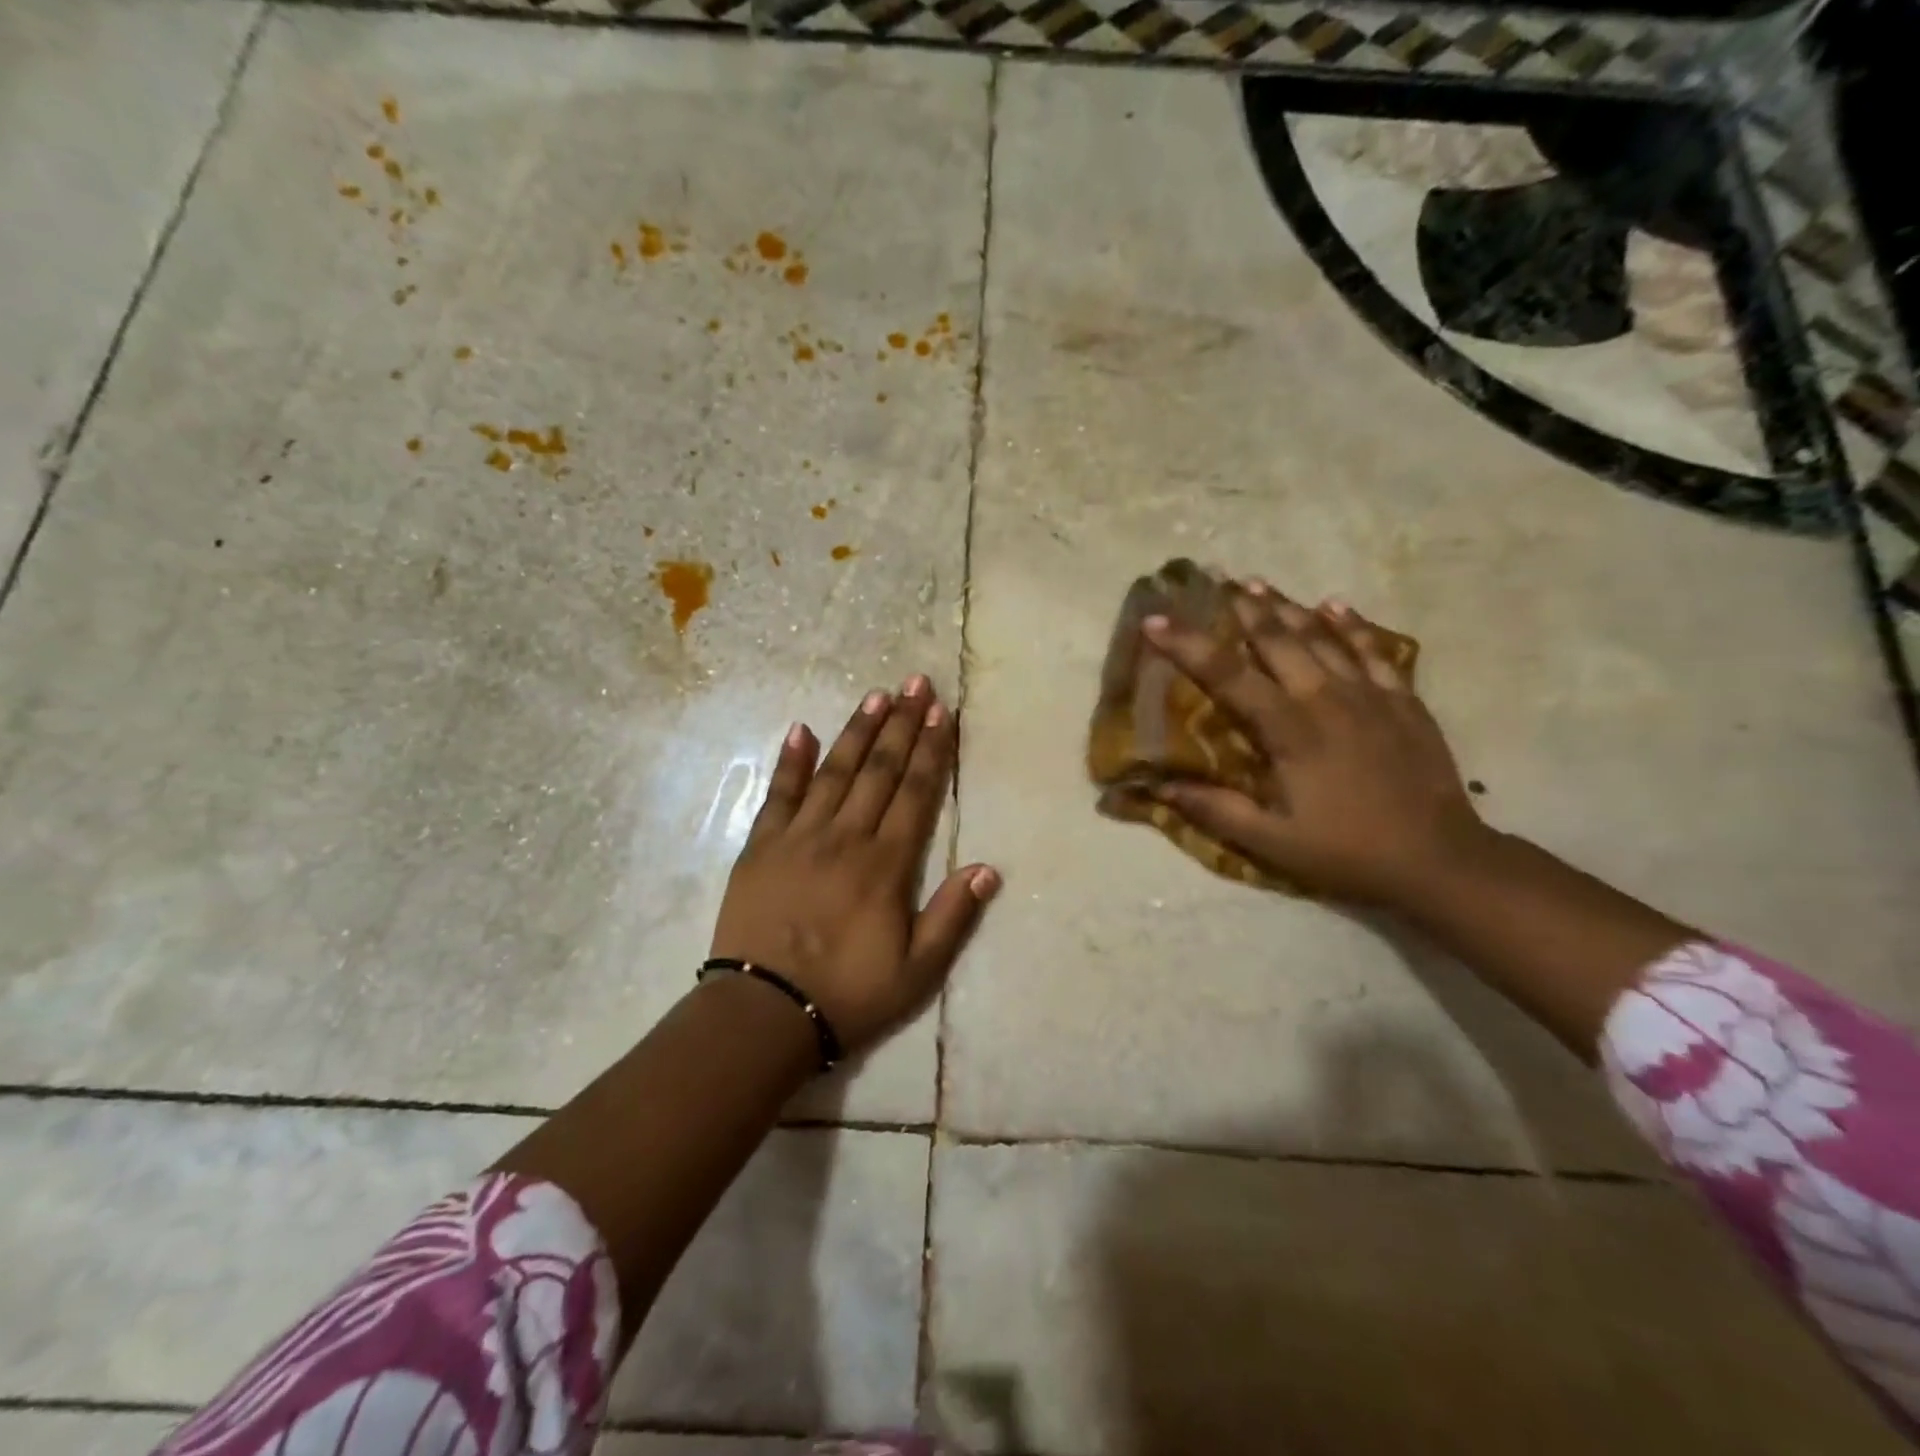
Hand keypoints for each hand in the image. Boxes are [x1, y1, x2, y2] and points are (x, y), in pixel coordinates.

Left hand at [710, 676, 999, 1054]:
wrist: (763, 1014)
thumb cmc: (848, 994)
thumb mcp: (917, 971)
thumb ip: (952, 916)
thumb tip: (988, 868)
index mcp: (886, 865)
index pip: (916, 793)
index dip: (931, 750)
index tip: (942, 712)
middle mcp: (845, 837)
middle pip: (880, 770)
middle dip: (902, 724)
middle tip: (916, 683)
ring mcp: (799, 837)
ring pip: (835, 771)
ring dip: (857, 731)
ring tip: (876, 695)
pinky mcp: (760, 846)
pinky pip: (778, 794)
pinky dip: (791, 761)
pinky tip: (802, 729)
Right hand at [1145, 585, 1487, 907]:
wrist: (1440, 859)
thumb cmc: (1347, 851)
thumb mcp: (1272, 842)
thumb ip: (1216, 810)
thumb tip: (1161, 786)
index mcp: (1290, 731)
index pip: (1229, 676)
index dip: (1189, 646)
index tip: (1156, 621)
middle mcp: (1328, 699)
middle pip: (1279, 641)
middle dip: (1244, 611)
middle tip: (1216, 583)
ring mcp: (1371, 696)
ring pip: (1323, 637)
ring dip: (1288, 609)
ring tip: (1260, 584)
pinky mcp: (1403, 701)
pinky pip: (1373, 650)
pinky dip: (1351, 625)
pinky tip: (1335, 606)